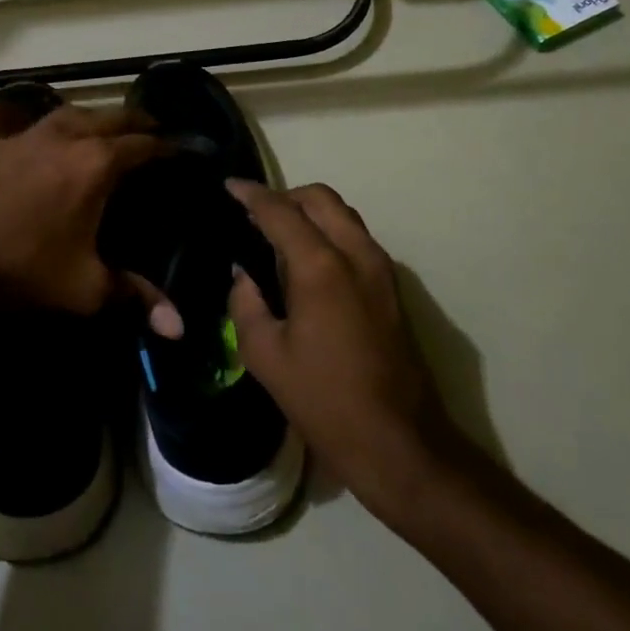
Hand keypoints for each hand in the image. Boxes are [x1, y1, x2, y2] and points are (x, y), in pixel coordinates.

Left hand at [0, 97, 174, 321]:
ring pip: (67, 111)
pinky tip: (15, 119)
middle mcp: (65, 136)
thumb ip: (135, 299)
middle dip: (138, 122)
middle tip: (153, 132)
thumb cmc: (24, 267)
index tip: (187, 149)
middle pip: (112, 116)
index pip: (146, 145)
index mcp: (97, 163)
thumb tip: (179, 329)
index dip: (171, 146)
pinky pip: (1, 113)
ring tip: (100, 127)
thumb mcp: (85, 289)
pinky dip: (11, 112)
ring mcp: (23, 133)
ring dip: (90, 117)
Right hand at [226, 180, 477, 518]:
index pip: (280, 211)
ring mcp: (381, 269)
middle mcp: (356, 254)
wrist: (400, 443)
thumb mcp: (266, 357)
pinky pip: (356, 238)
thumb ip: (246, 304)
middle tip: (254, 214)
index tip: (229, 186)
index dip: (251, 195)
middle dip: (285, 196)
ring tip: (278, 235)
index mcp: (321, 267)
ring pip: (343, 214)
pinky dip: (329, 231)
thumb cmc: (325, 401)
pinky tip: (307, 261)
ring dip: (310, 212)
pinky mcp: (393, 287)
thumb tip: (242, 274)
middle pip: (320, 198)